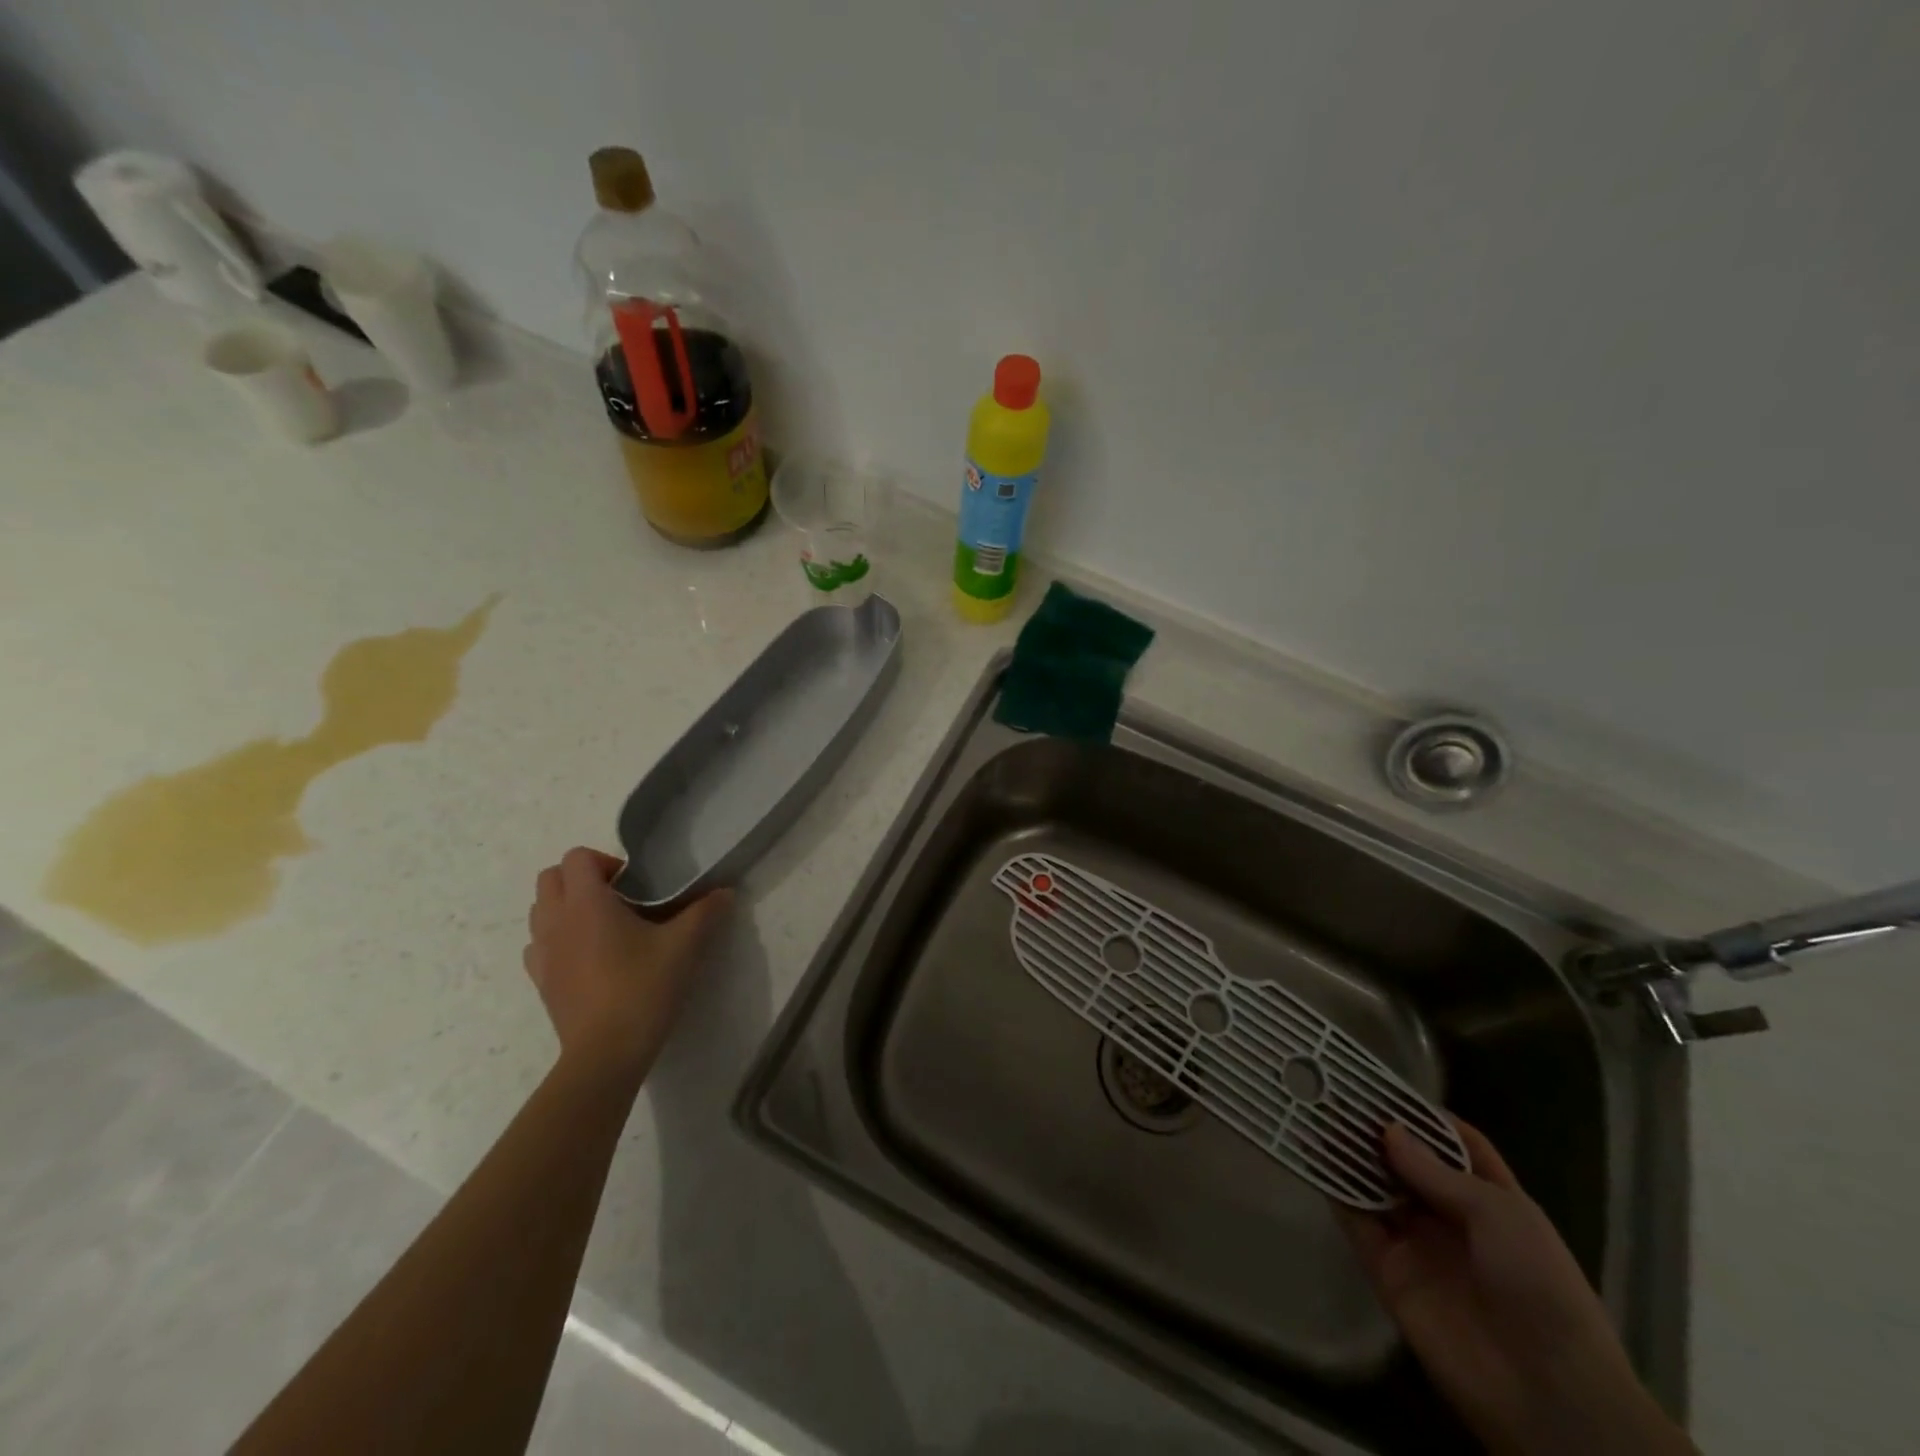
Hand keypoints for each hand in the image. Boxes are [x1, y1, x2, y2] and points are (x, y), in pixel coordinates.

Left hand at [522, 847, 729, 1084]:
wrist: (606, 1053)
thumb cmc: (643, 988)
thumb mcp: (685, 946)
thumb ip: (705, 912)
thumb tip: (725, 892)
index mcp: (586, 902)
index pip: (577, 857)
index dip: (606, 861)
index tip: (637, 884)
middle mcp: (555, 920)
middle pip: (551, 877)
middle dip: (583, 879)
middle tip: (621, 899)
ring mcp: (541, 952)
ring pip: (541, 910)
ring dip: (567, 907)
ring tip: (605, 927)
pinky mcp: (540, 981)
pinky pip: (538, 944)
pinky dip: (559, 939)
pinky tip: (588, 957)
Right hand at [1340, 1119, 1693, 1455]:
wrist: (1546, 1393)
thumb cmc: (1540, 1287)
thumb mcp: (1499, 1215)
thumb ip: (1437, 1172)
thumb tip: (1386, 1130)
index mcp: (1492, 1199)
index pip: (1455, 1145)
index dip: (1423, 1115)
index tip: (1383, 1086)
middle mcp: (1451, 1216)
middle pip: (1407, 1162)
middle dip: (1375, 1131)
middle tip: (1333, 1094)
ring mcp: (1418, 1244)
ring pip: (1375, 1187)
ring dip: (1349, 1156)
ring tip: (1314, 1115)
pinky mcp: (1388, 1271)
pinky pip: (1357, 1224)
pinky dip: (1335, 1194)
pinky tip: (1314, 1161)